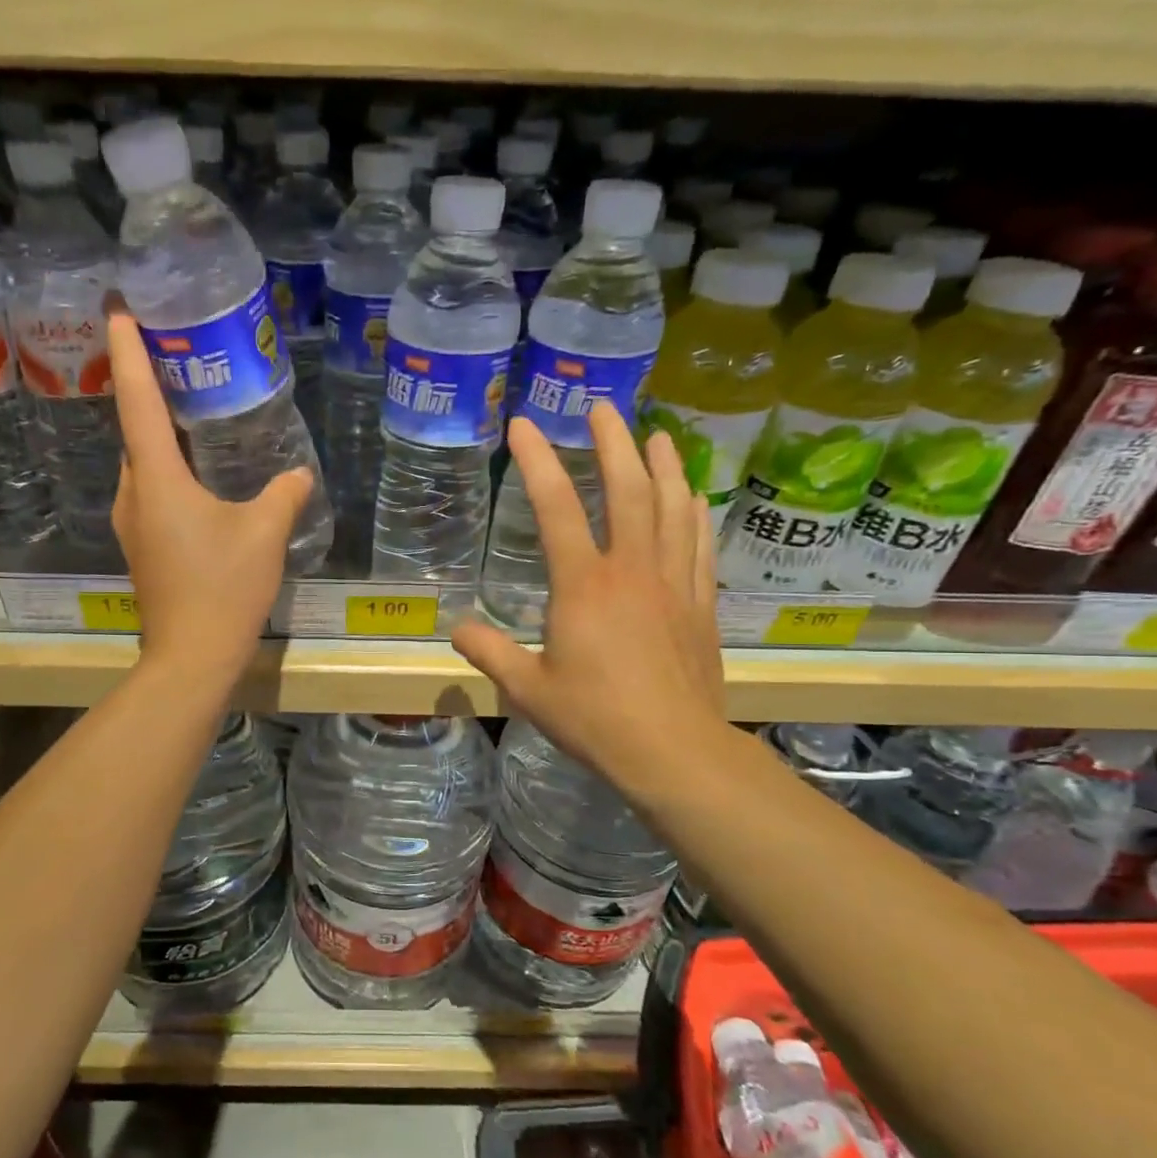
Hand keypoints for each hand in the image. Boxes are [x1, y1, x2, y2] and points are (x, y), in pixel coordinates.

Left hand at [108, 305, 312, 681]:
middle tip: (175, 357)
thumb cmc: (223, 589)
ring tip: (189, 411)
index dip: (129, 353)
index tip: (119, 310)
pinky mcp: (143, 548)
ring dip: (158, 435)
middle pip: (134, 430)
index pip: (137, 401)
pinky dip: (166, 470)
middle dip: (146, 390)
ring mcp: (133, 524)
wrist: (191, 657)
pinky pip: (150, 492)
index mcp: (157, 479)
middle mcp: (133, 494)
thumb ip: (283, 495)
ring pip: (142, 464)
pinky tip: (196, 475)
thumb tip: (298, 474)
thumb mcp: (264, 535)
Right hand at [451, 406, 728, 801]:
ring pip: (671, 507)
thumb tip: (456, 627)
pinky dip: (693, 511)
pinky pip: (698, 543)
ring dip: (663, 464)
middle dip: (613, 441)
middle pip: (627, 489)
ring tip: (656, 434)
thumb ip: (488, 652)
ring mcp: (672, 583)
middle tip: (602, 407)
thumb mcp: (527, 690)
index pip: (556, 507)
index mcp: (583, 585)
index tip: (524, 424)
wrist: (674, 750)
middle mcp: (631, 570)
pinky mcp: (699, 603)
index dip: (538, 460)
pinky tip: (692, 494)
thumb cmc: (595, 719)